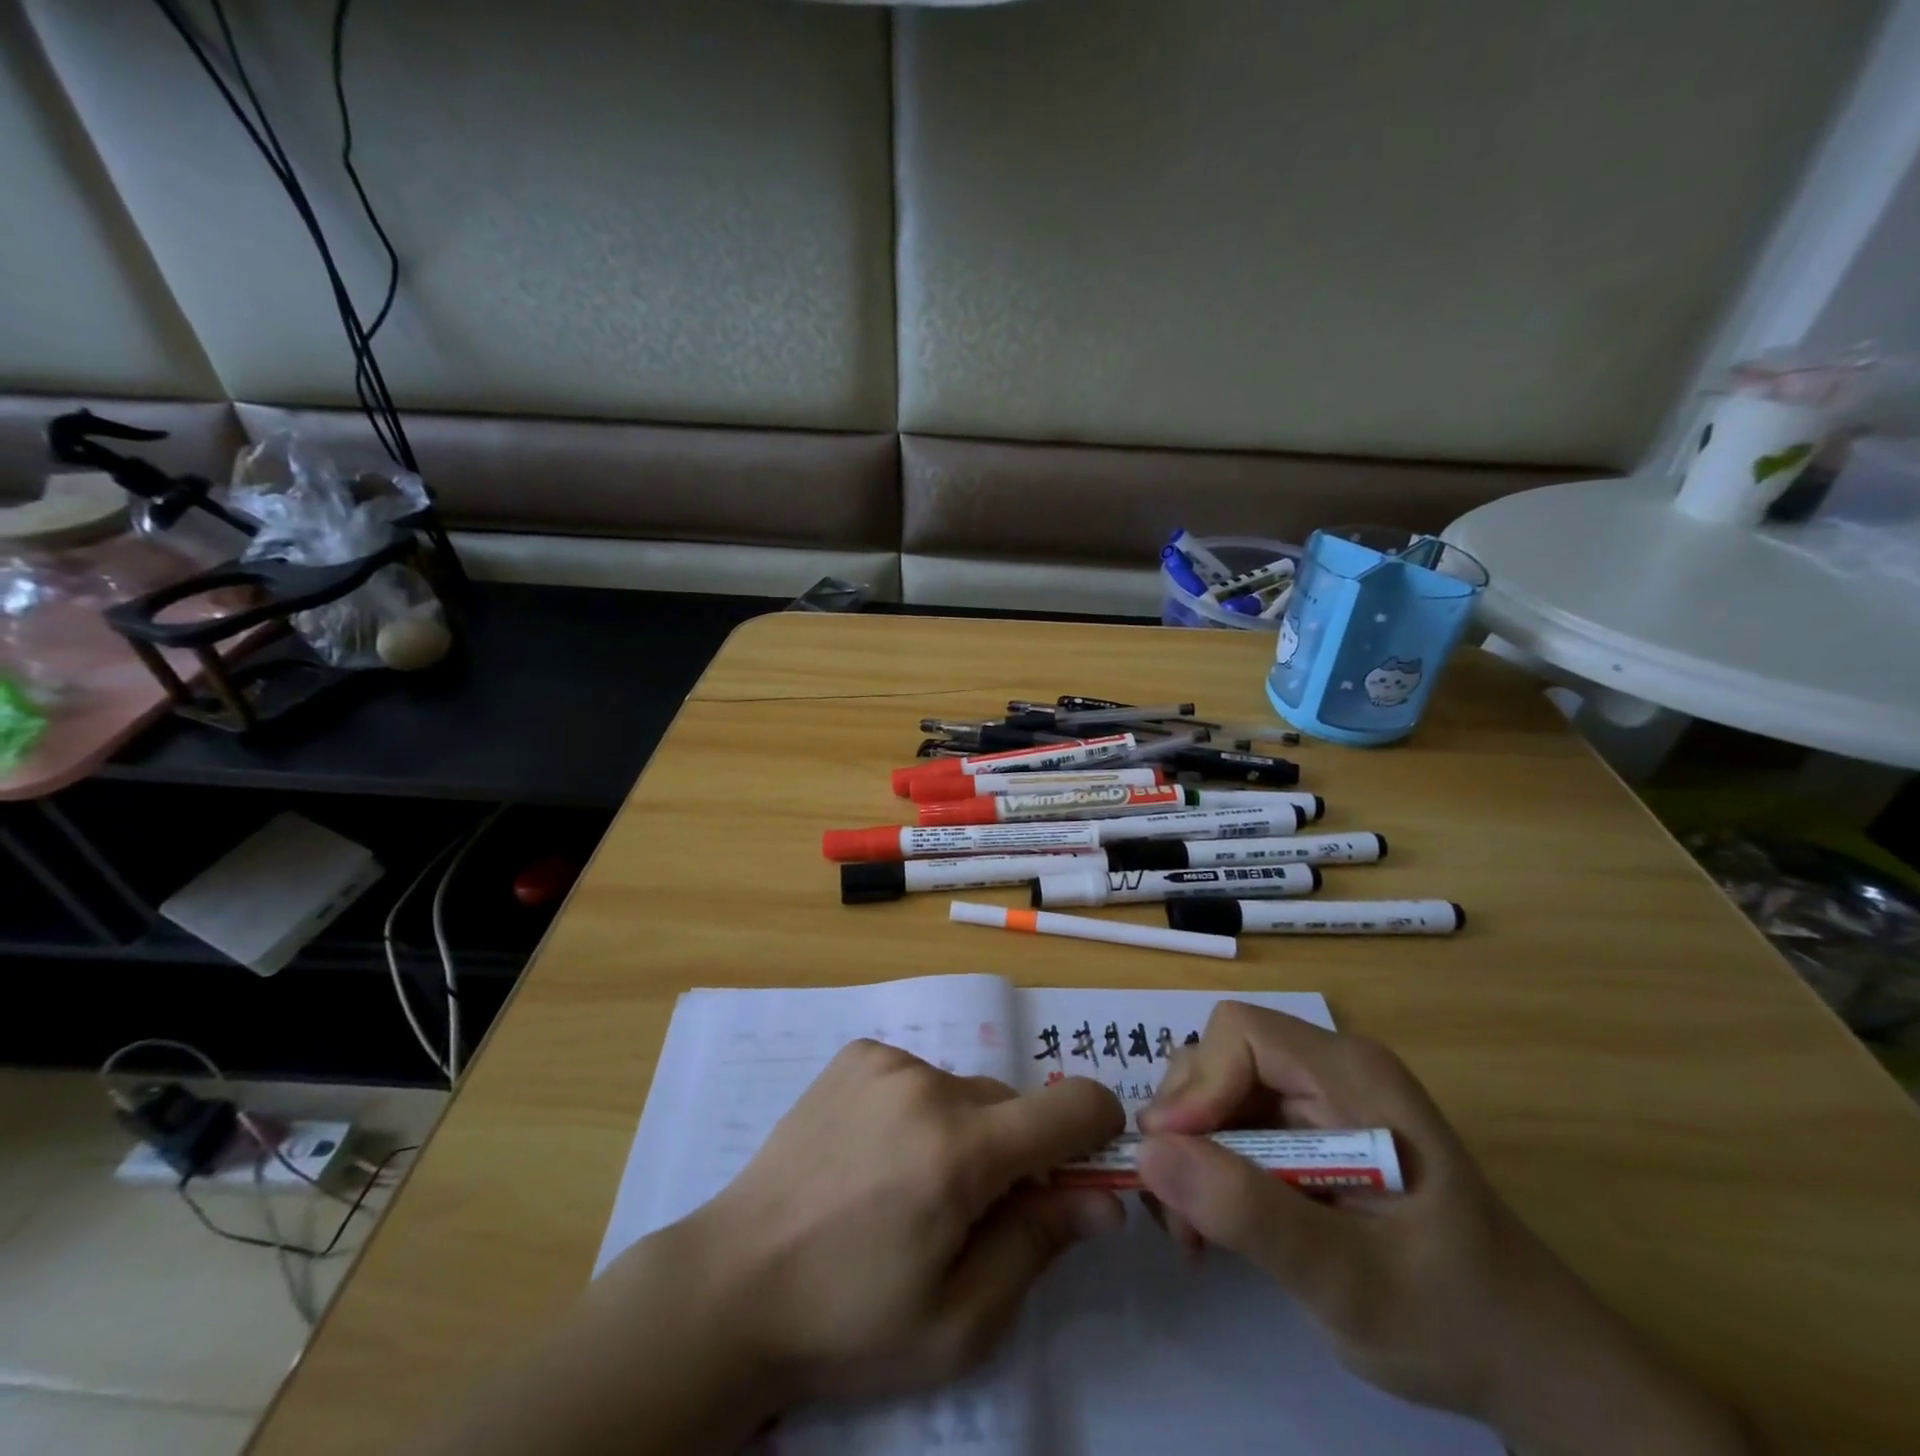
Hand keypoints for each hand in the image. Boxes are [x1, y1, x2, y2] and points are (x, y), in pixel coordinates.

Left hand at [694, 1039, 1125, 1402]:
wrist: (733, 1283)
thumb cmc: (849, 1320)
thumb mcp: (959, 1320)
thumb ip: (1038, 1245)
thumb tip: (1102, 1200)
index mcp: (960, 1153)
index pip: (1071, 1107)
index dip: (1097, 1129)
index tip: (1087, 1163)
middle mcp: (927, 1085)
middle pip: (1011, 1105)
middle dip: (1012, 1152)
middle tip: (967, 1213)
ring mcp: (886, 1061)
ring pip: (964, 1091)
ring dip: (961, 1131)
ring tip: (907, 1187)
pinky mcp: (855, 1054)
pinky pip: (918, 1075)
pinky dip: (918, 1109)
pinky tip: (874, 1154)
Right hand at [1135, 1003, 1750, 1455]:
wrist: (1528, 1364)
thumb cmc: (1451, 1317)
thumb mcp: (1347, 1279)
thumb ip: (1249, 1211)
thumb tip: (1149, 1152)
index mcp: (1353, 1075)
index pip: (1242, 1033)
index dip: (1199, 1083)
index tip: (1174, 1157)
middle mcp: (1328, 1070)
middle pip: (1219, 1059)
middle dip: (1184, 1126)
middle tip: (1174, 1209)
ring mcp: (1317, 1100)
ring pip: (1216, 1093)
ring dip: (1189, 1154)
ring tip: (1191, 1231)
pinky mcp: (1307, 1134)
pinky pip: (1232, 1127)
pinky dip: (1208, 1171)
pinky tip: (1212, 1226)